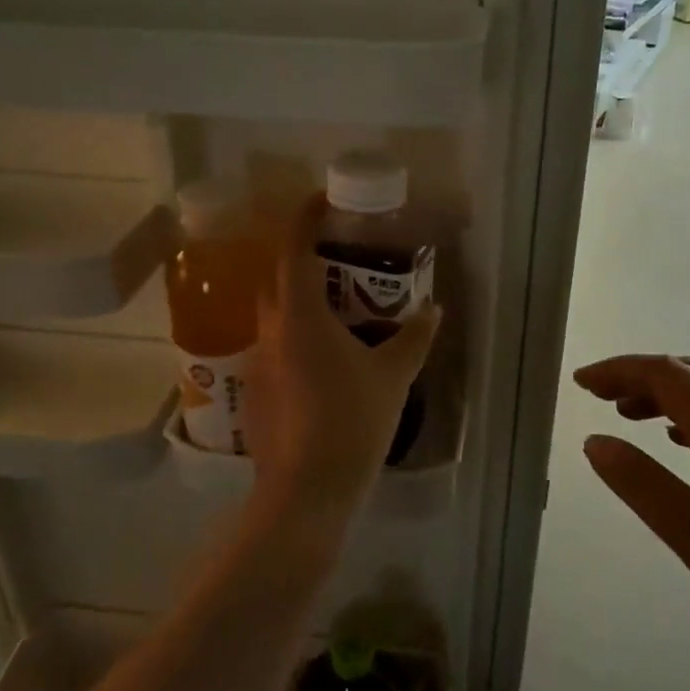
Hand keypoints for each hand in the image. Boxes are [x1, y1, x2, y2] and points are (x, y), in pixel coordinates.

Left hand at [244, 195, 439, 527]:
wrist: (306, 489)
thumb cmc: (352, 421)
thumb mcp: (393, 375)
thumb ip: (414, 336)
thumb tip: (433, 307)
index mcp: (300, 316)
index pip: (294, 249)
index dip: (305, 218)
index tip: (322, 200)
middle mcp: (271, 330)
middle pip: (278, 278)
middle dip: (301, 258)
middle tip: (338, 259)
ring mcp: (258, 361)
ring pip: (274, 314)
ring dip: (299, 301)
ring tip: (337, 310)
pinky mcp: (256, 390)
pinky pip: (274, 346)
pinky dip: (295, 336)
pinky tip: (323, 360)